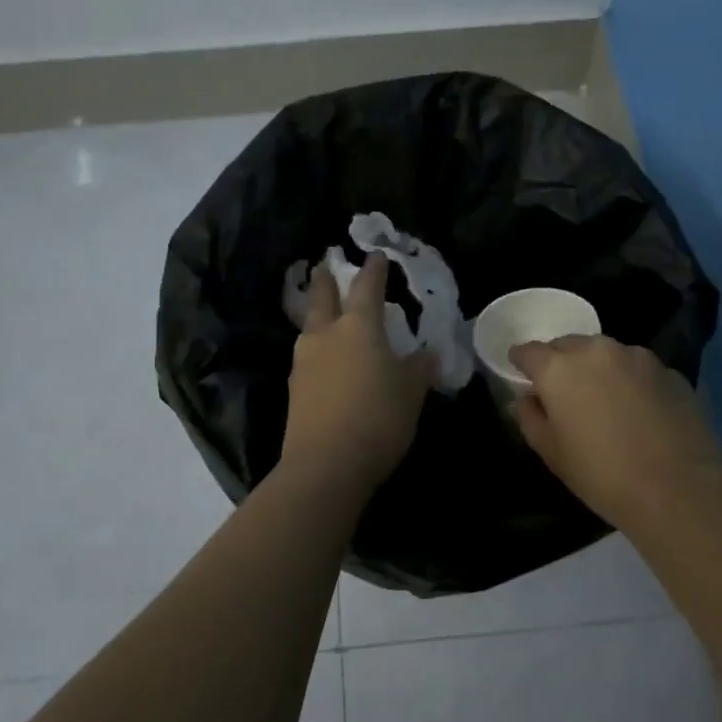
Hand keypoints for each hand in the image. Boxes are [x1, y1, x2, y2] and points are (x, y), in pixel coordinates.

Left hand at [280, 253, 435, 492]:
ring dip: (318, 314)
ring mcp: (304, 361)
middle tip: (325, 264)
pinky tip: (327, 358)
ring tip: (329, 313)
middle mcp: (326, 334)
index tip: (376, 256)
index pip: (367, 287)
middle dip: (325, 278)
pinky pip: (308, 355)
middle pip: (321, 296)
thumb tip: (427, 353)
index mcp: (358, 326)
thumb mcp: (411, 392)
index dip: (373, 270)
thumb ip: (419, 368)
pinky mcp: (295, 388)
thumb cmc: (378, 417)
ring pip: (310, 326)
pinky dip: (318, 347)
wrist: (326, 464)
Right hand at [509, 335, 721, 531]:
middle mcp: (597, 350)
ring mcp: (637, 357)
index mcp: (559, 368)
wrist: (678, 490)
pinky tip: (639, 411)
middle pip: (569, 346)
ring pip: (606, 354)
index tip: (522, 375)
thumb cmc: (602, 475)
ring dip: (598, 369)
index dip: (522, 363)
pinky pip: (638, 369)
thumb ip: (530, 418)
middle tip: (564, 393)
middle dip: (561, 363)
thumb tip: (526, 399)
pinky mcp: (669, 371)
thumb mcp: (552, 454)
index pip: (529, 351)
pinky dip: (631, 381)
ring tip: (605, 401)